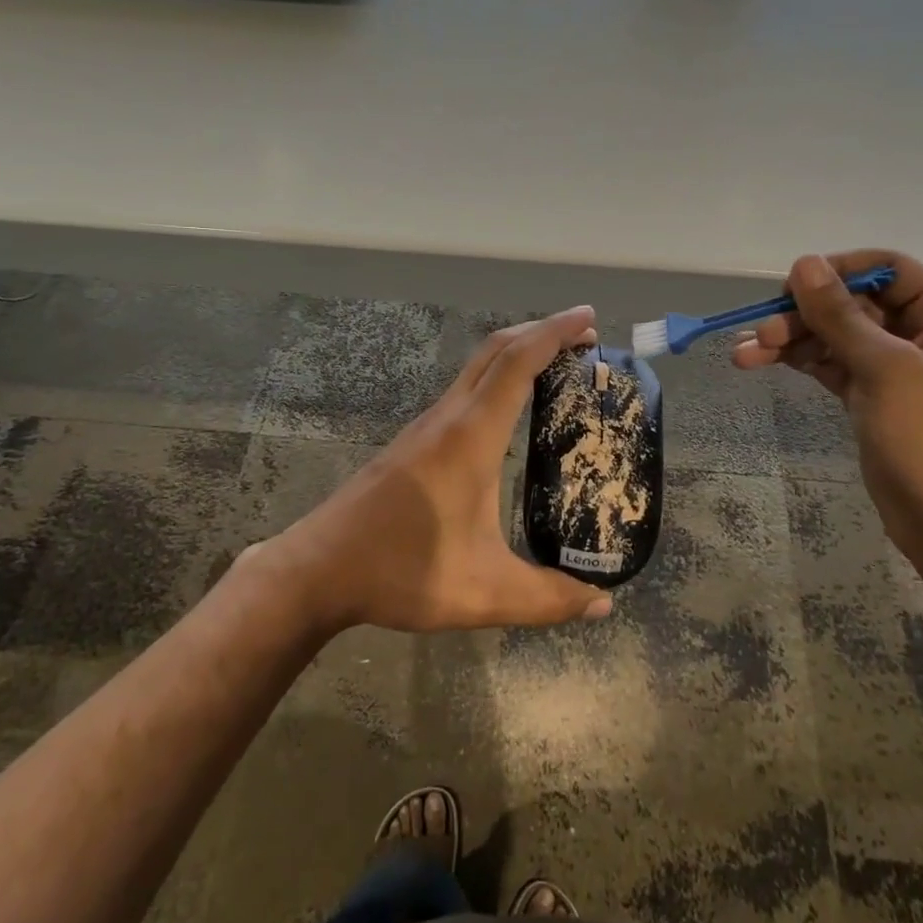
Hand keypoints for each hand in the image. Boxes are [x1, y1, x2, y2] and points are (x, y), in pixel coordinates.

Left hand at [265, 306, 614, 633]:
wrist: (319, 568)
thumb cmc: (402, 571)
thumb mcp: (483, 593)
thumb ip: (547, 599)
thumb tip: (603, 605)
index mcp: (470, 438)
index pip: (517, 363)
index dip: (555, 333)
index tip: (588, 317)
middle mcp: (448, 418)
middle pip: (496, 350)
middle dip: (541, 332)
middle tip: (584, 337)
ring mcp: (426, 426)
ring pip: (476, 367)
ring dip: (517, 353)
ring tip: (557, 366)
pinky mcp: (414, 440)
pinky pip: (464, 389)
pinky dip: (497, 377)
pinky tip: (509, 410)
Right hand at [732, 252, 922, 569]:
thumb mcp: (884, 368)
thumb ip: (839, 314)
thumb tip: (803, 263)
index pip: (886, 268)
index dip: (838, 271)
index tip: (792, 286)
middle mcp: (922, 331)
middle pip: (852, 303)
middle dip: (803, 314)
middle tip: (760, 330)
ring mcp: (895, 364)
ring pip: (834, 334)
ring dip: (791, 339)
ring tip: (745, 354)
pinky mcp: (872, 393)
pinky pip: (830, 362)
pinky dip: (799, 361)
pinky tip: (761, 361)